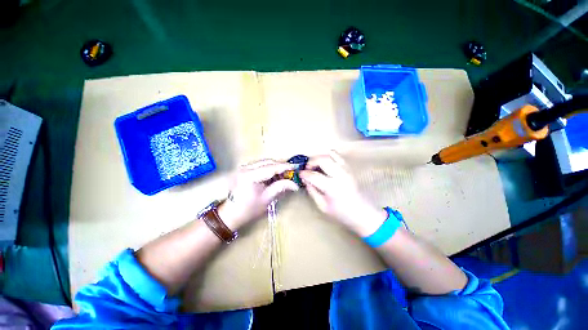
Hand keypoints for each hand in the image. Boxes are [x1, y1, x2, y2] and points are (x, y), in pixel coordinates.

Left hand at [219, 159, 298, 229]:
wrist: (230, 214)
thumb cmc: (249, 210)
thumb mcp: (267, 198)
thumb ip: (281, 187)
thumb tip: (295, 184)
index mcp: (250, 176)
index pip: (271, 167)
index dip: (285, 166)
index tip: (296, 167)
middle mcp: (245, 168)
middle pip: (268, 162)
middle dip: (281, 165)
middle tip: (291, 171)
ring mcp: (243, 167)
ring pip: (264, 162)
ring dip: (275, 166)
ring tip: (284, 173)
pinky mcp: (243, 169)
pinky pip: (259, 165)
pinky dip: (268, 168)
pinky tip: (274, 174)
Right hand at [299, 152, 387, 236]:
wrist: (362, 212)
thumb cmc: (341, 213)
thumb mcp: (322, 206)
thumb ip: (312, 191)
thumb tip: (305, 180)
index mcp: (332, 187)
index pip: (313, 175)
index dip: (304, 173)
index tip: (300, 174)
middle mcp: (340, 175)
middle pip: (322, 159)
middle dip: (311, 161)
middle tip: (307, 168)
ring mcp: (346, 169)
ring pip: (330, 154)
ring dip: (319, 157)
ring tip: (315, 165)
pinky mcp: (349, 167)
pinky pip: (337, 155)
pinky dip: (328, 155)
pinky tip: (325, 164)